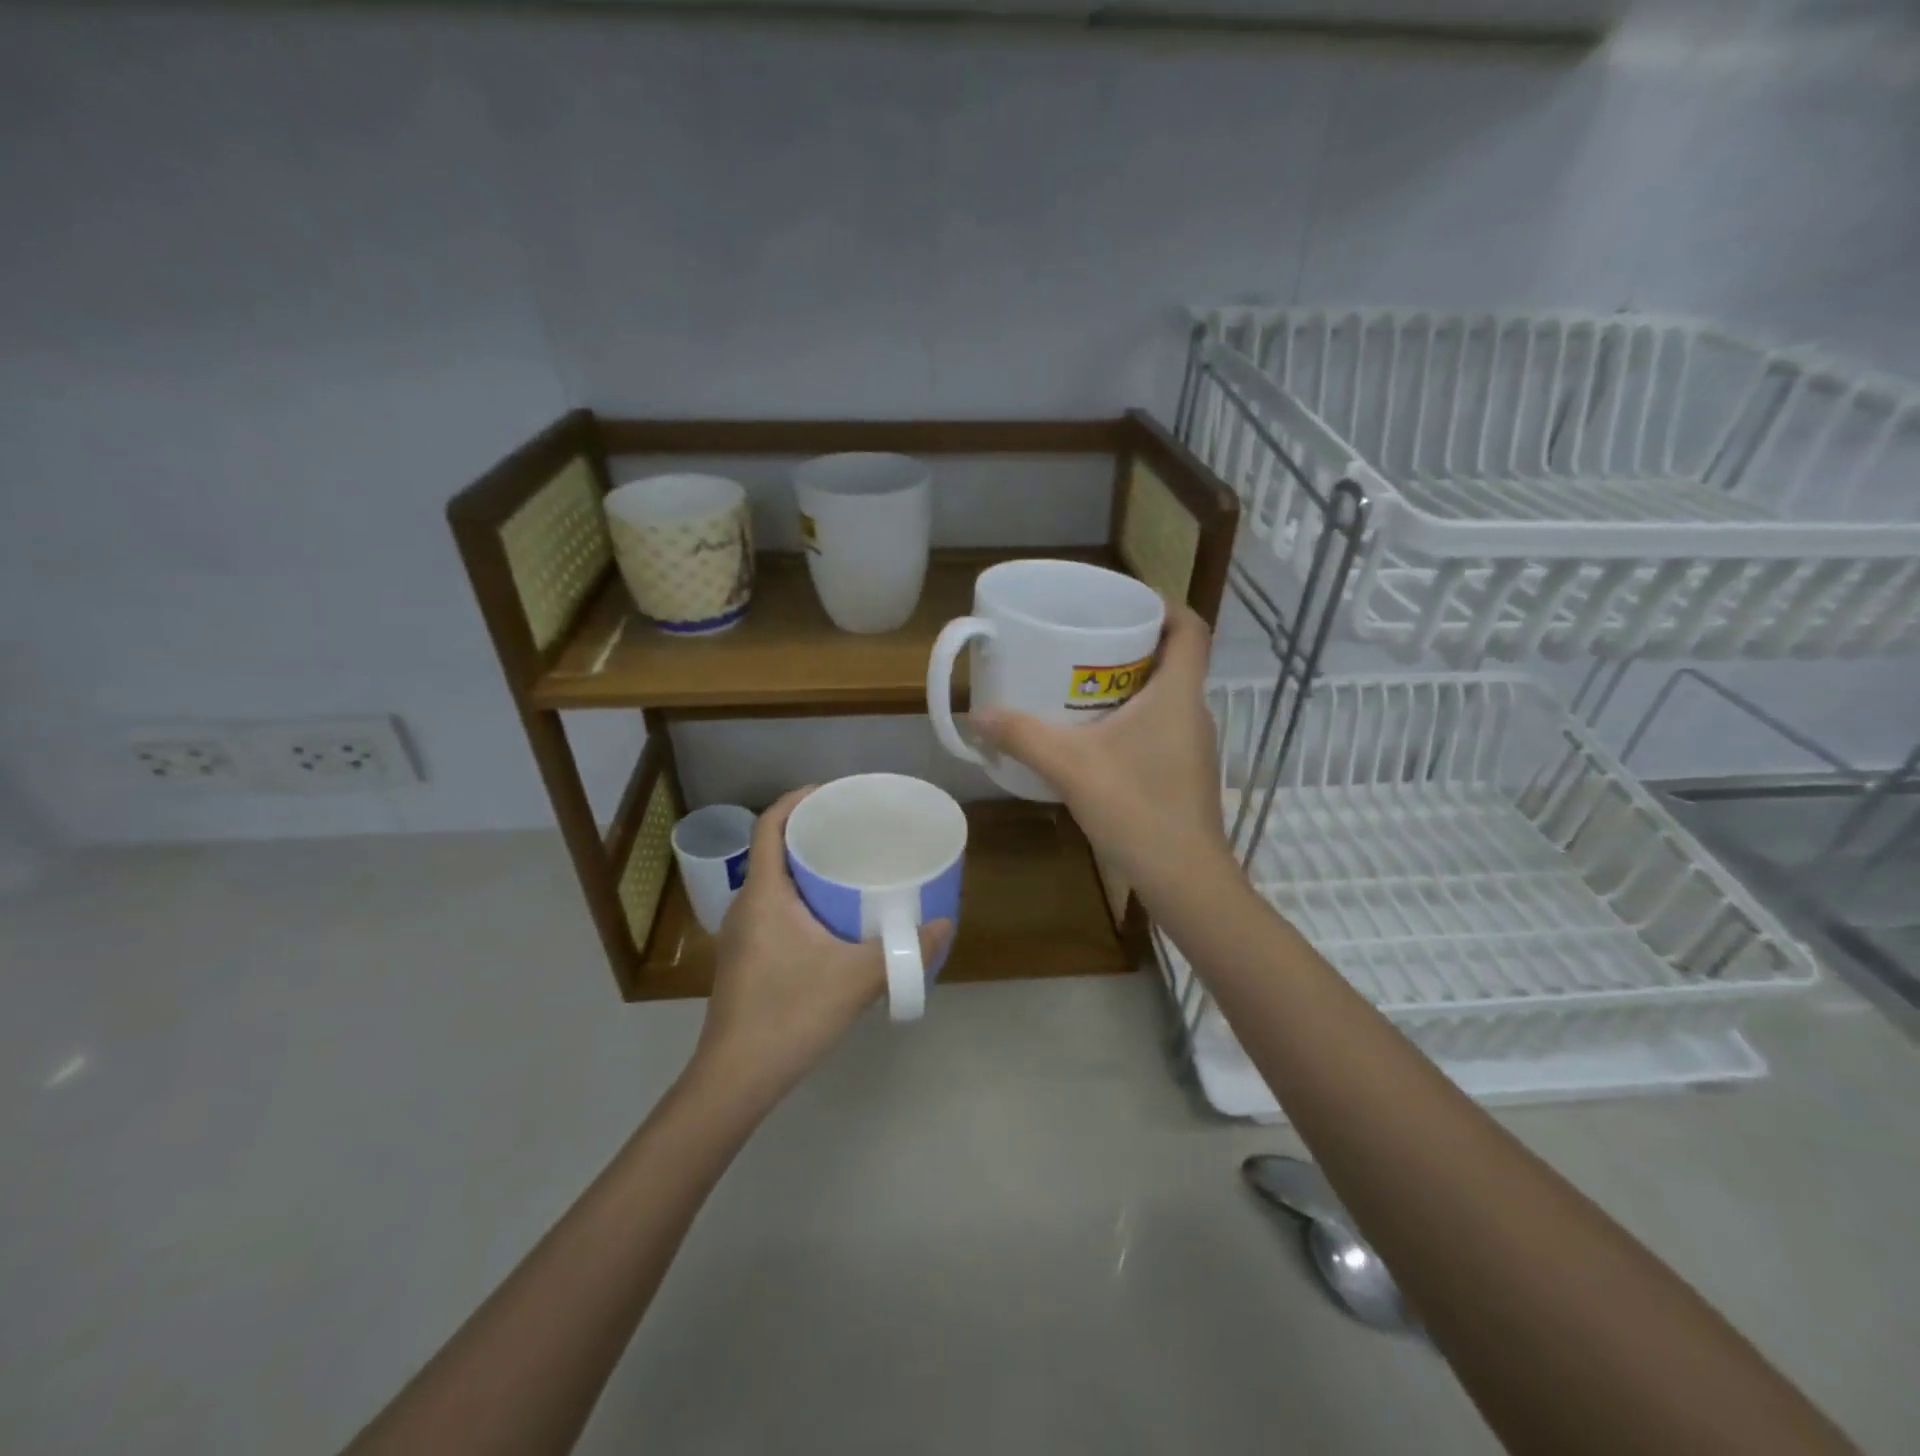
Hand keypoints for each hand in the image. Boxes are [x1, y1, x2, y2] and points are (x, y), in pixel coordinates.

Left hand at [692, 787, 951, 1105]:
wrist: (735, 1079)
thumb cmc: (789, 1015)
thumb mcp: (855, 979)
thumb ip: (902, 951)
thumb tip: (943, 924)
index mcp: (763, 894)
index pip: (770, 825)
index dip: (798, 799)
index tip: (834, 792)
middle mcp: (746, 905)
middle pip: (773, 849)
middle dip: (811, 831)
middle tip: (855, 828)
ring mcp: (743, 933)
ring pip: (774, 881)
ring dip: (806, 866)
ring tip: (850, 865)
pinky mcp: (747, 957)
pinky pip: (774, 907)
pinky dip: (802, 896)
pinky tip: (834, 917)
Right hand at [973, 605, 1233, 898]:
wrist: (1184, 878)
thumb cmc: (1137, 808)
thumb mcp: (1071, 767)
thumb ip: (1023, 736)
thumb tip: (977, 715)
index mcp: (1178, 693)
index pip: (1190, 628)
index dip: (1164, 605)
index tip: (1123, 604)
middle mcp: (1194, 711)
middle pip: (1174, 658)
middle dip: (1132, 644)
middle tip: (1084, 642)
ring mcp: (1193, 745)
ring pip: (1166, 696)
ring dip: (1129, 684)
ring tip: (1080, 684)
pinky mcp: (1185, 772)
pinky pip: (1161, 726)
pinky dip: (1132, 719)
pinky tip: (1095, 738)